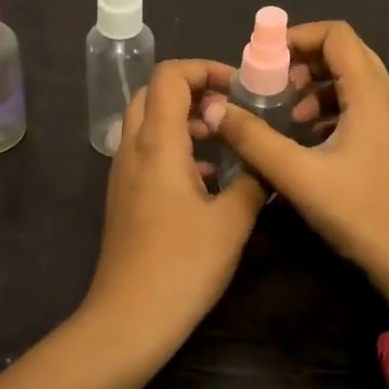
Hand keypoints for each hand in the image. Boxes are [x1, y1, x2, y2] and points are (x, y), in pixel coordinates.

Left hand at [84, 59, 266, 362]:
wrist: (128, 319)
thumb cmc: (182, 265)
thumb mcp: (232, 221)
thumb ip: (253, 180)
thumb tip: (265, 160)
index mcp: (157, 142)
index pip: (170, 75)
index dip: (204, 68)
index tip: (237, 89)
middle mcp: (133, 148)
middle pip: (153, 92)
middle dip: (192, 90)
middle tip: (228, 110)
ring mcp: (123, 173)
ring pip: (146, 121)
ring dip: (182, 118)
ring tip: (221, 141)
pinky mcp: (123, 196)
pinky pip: (145, 150)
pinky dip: (173, 145)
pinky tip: (204, 178)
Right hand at [205, 21, 388, 319]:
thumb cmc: (361, 213)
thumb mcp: (298, 175)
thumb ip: (253, 138)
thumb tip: (214, 108)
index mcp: (372, 94)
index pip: (337, 35)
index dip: (298, 36)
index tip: (265, 60)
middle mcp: (388, 97)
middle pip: (345, 53)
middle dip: (304, 61)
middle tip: (273, 85)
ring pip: (353, 80)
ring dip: (317, 87)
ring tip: (289, 116)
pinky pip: (360, 105)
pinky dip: (332, 108)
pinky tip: (309, 140)